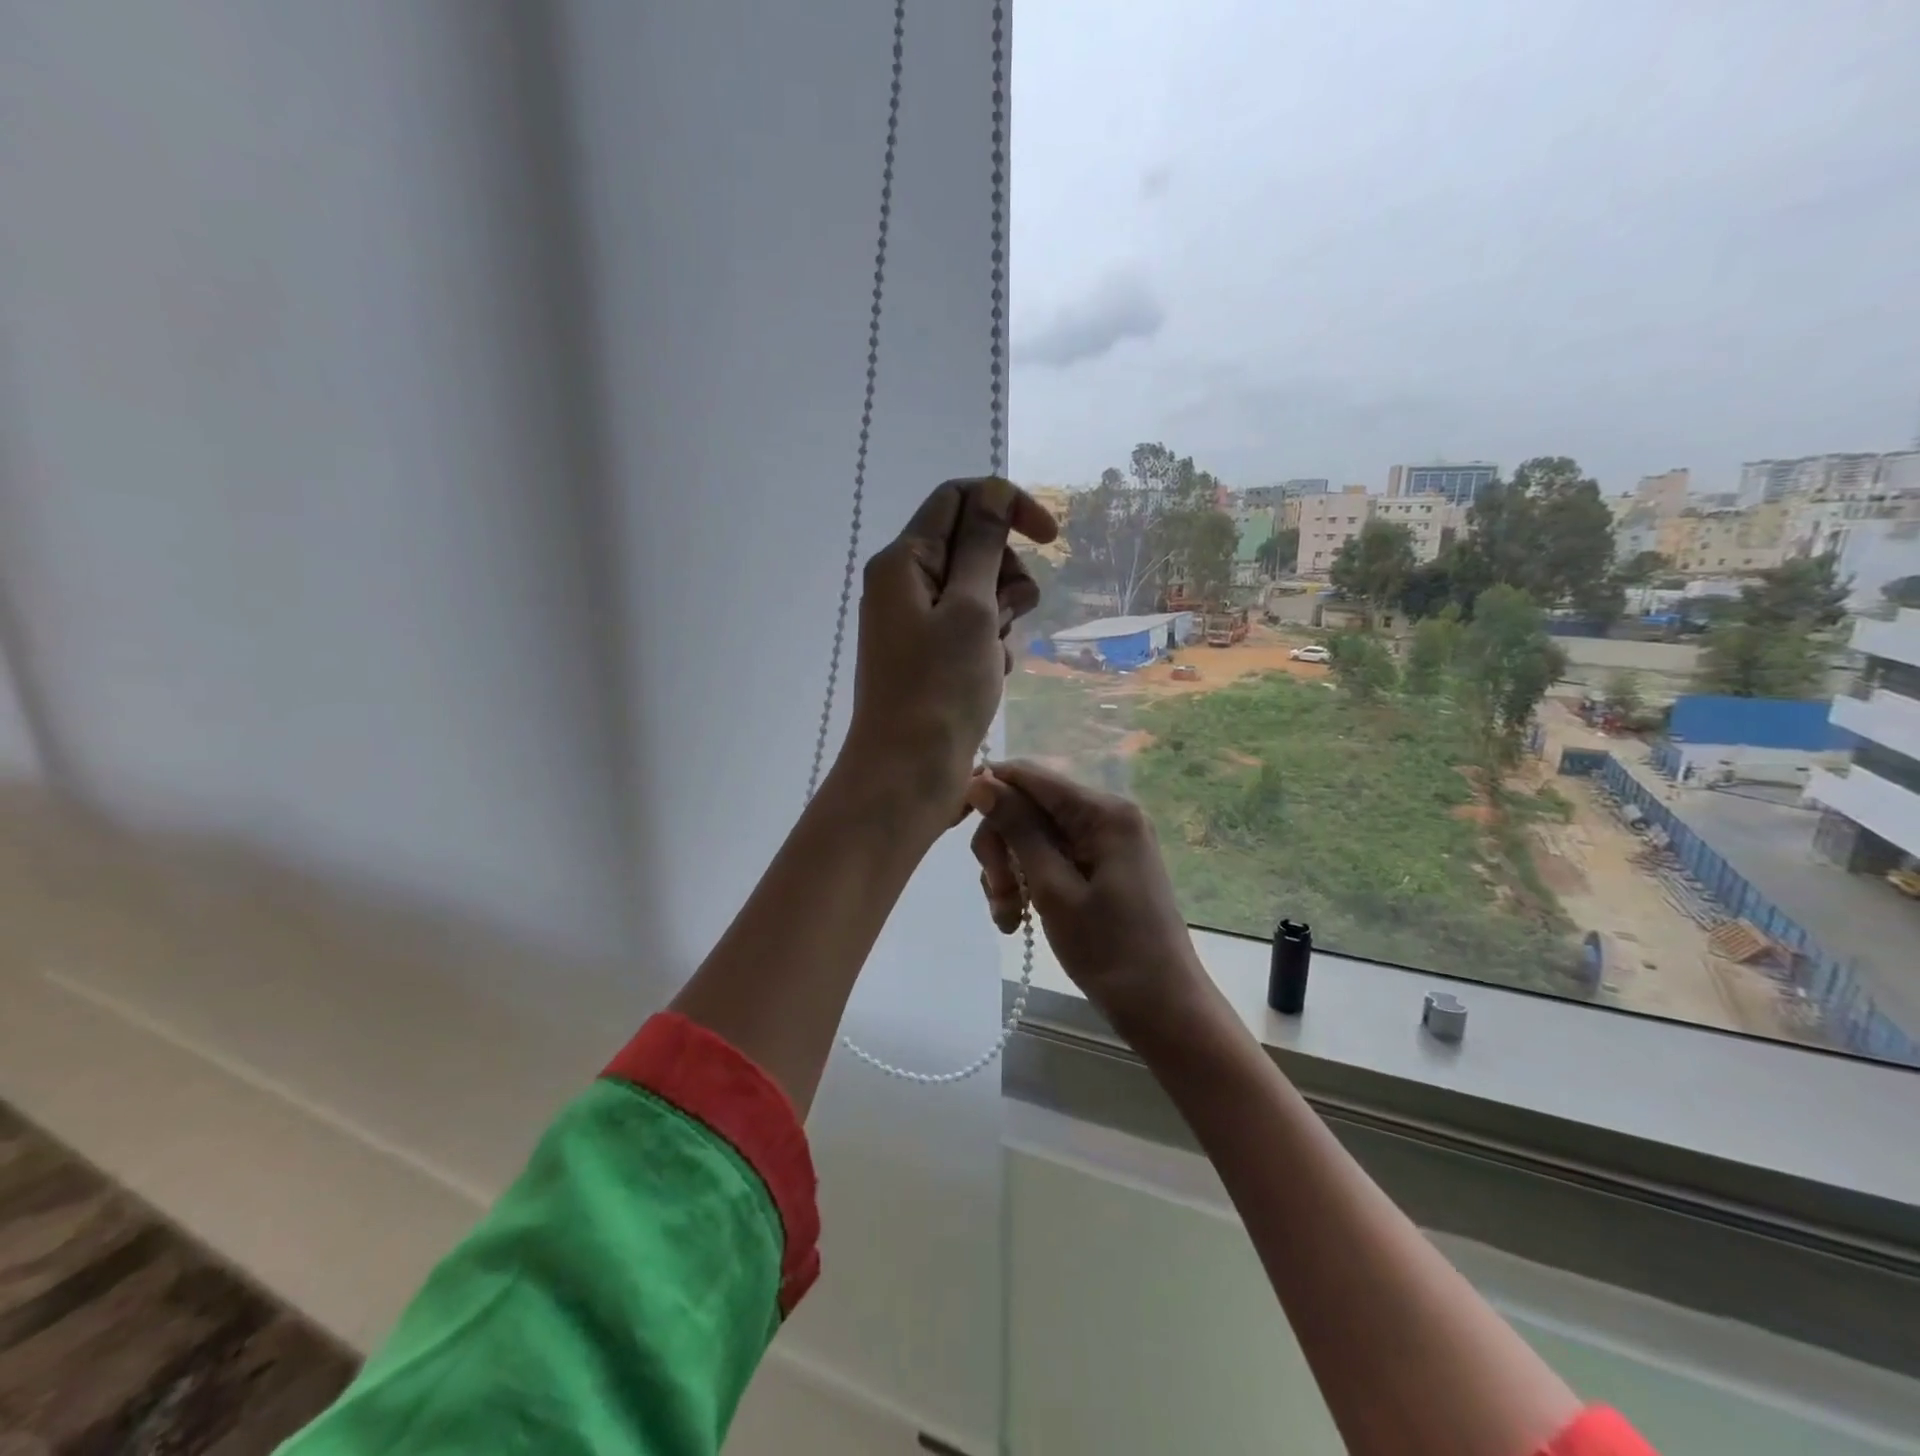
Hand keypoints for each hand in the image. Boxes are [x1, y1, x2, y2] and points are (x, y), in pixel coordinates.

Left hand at [841, 479, 1057, 821]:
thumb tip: (994, 492)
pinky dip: (988, 646)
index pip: (959, 499)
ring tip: (994, 656)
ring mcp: (914, 622)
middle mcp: (903, 584)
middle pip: (971, 546)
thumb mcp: (971, 609)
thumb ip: (984, 546)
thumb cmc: (940, 689)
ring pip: (978, 592)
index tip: (1051, 537)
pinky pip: (970, 631)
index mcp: (904, 560)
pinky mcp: (927, 656)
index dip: (1007, 505)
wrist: (908, 773)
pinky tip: (988, 678)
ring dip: (1001, 616)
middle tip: (1011, 613)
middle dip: (1006, 574)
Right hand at [965, 759, 1205, 1027]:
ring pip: (1035, 837)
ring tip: (1008, 918)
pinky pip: (1053, 858)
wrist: (1163, 1008)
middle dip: (1002, 848)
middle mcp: (1107, 815)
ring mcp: (1107, 841)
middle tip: (997, 895)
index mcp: (1103, 812)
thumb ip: (1018, 830)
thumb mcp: (1053, 889)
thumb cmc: (1109, 951)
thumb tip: (981, 781)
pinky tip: (1020, 919)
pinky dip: (1030, 883)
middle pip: (1029, 808)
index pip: (1030, 776)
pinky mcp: (1103, 865)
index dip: (988, 791)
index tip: (954, 825)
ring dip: (1011, 872)